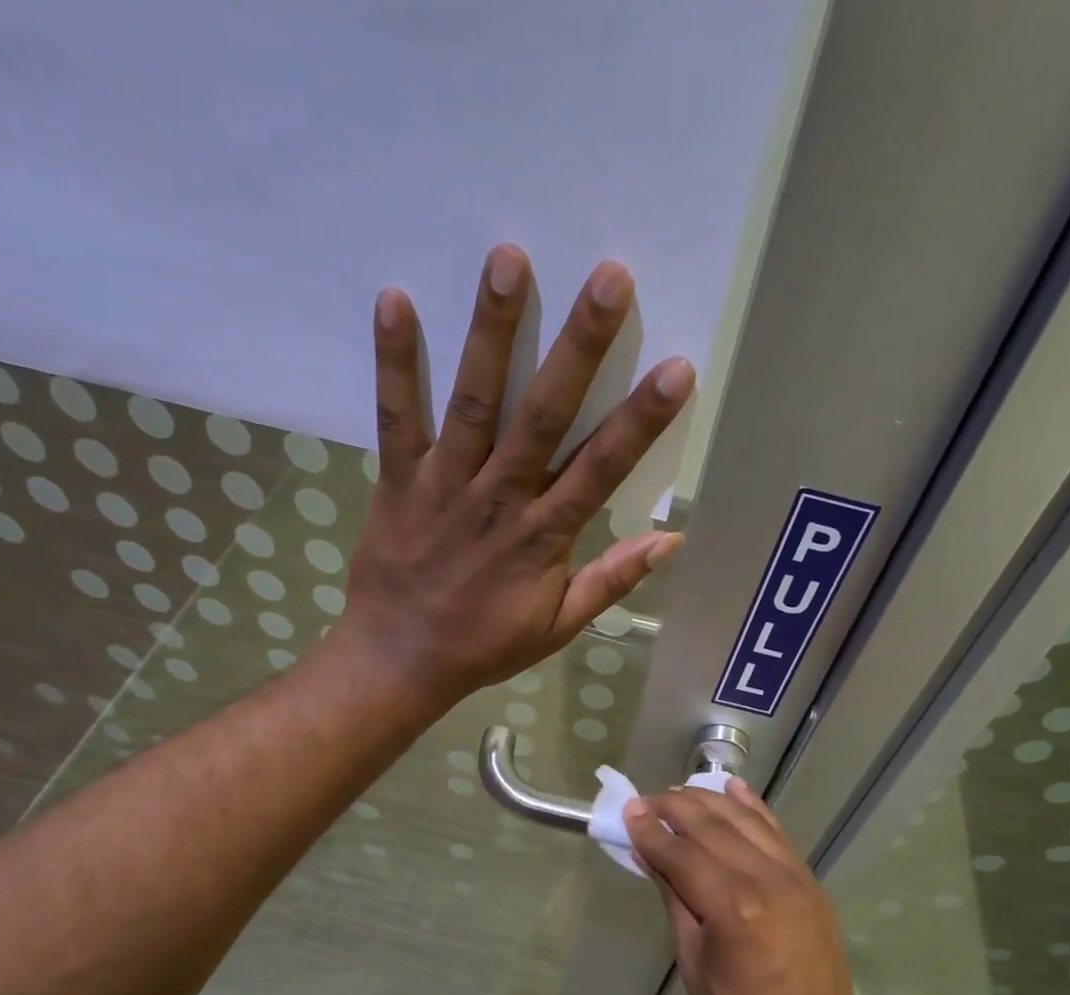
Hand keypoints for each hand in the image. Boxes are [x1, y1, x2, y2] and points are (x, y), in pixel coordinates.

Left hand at [333, 244, 693, 705]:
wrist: (400, 660)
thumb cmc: (485, 645)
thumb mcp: (558, 626)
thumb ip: (611, 581)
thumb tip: (669, 542)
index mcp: (543, 536)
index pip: (601, 469)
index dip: (640, 420)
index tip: (676, 369)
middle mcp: (499, 499)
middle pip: (544, 416)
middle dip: (578, 348)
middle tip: (607, 279)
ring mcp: (446, 485)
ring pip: (475, 403)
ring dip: (492, 333)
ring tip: (508, 259)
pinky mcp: (399, 480)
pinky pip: (396, 417)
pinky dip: (395, 363)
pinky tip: (394, 299)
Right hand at [622, 779, 868, 994]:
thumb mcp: (694, 966)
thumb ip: (676, 900)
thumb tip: (651, 855)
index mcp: (735, 910)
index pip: (683, 855)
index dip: (651, 832)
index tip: (626, 812)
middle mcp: (769, 882)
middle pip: (714, 827)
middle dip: (675, 807)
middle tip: (645, 800)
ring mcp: (797, 879)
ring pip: (747, 821)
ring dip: (711, 800)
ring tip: (679, 792)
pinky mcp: (812, 884)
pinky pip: (778, 834)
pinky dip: (754, 808)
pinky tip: (734, 788)